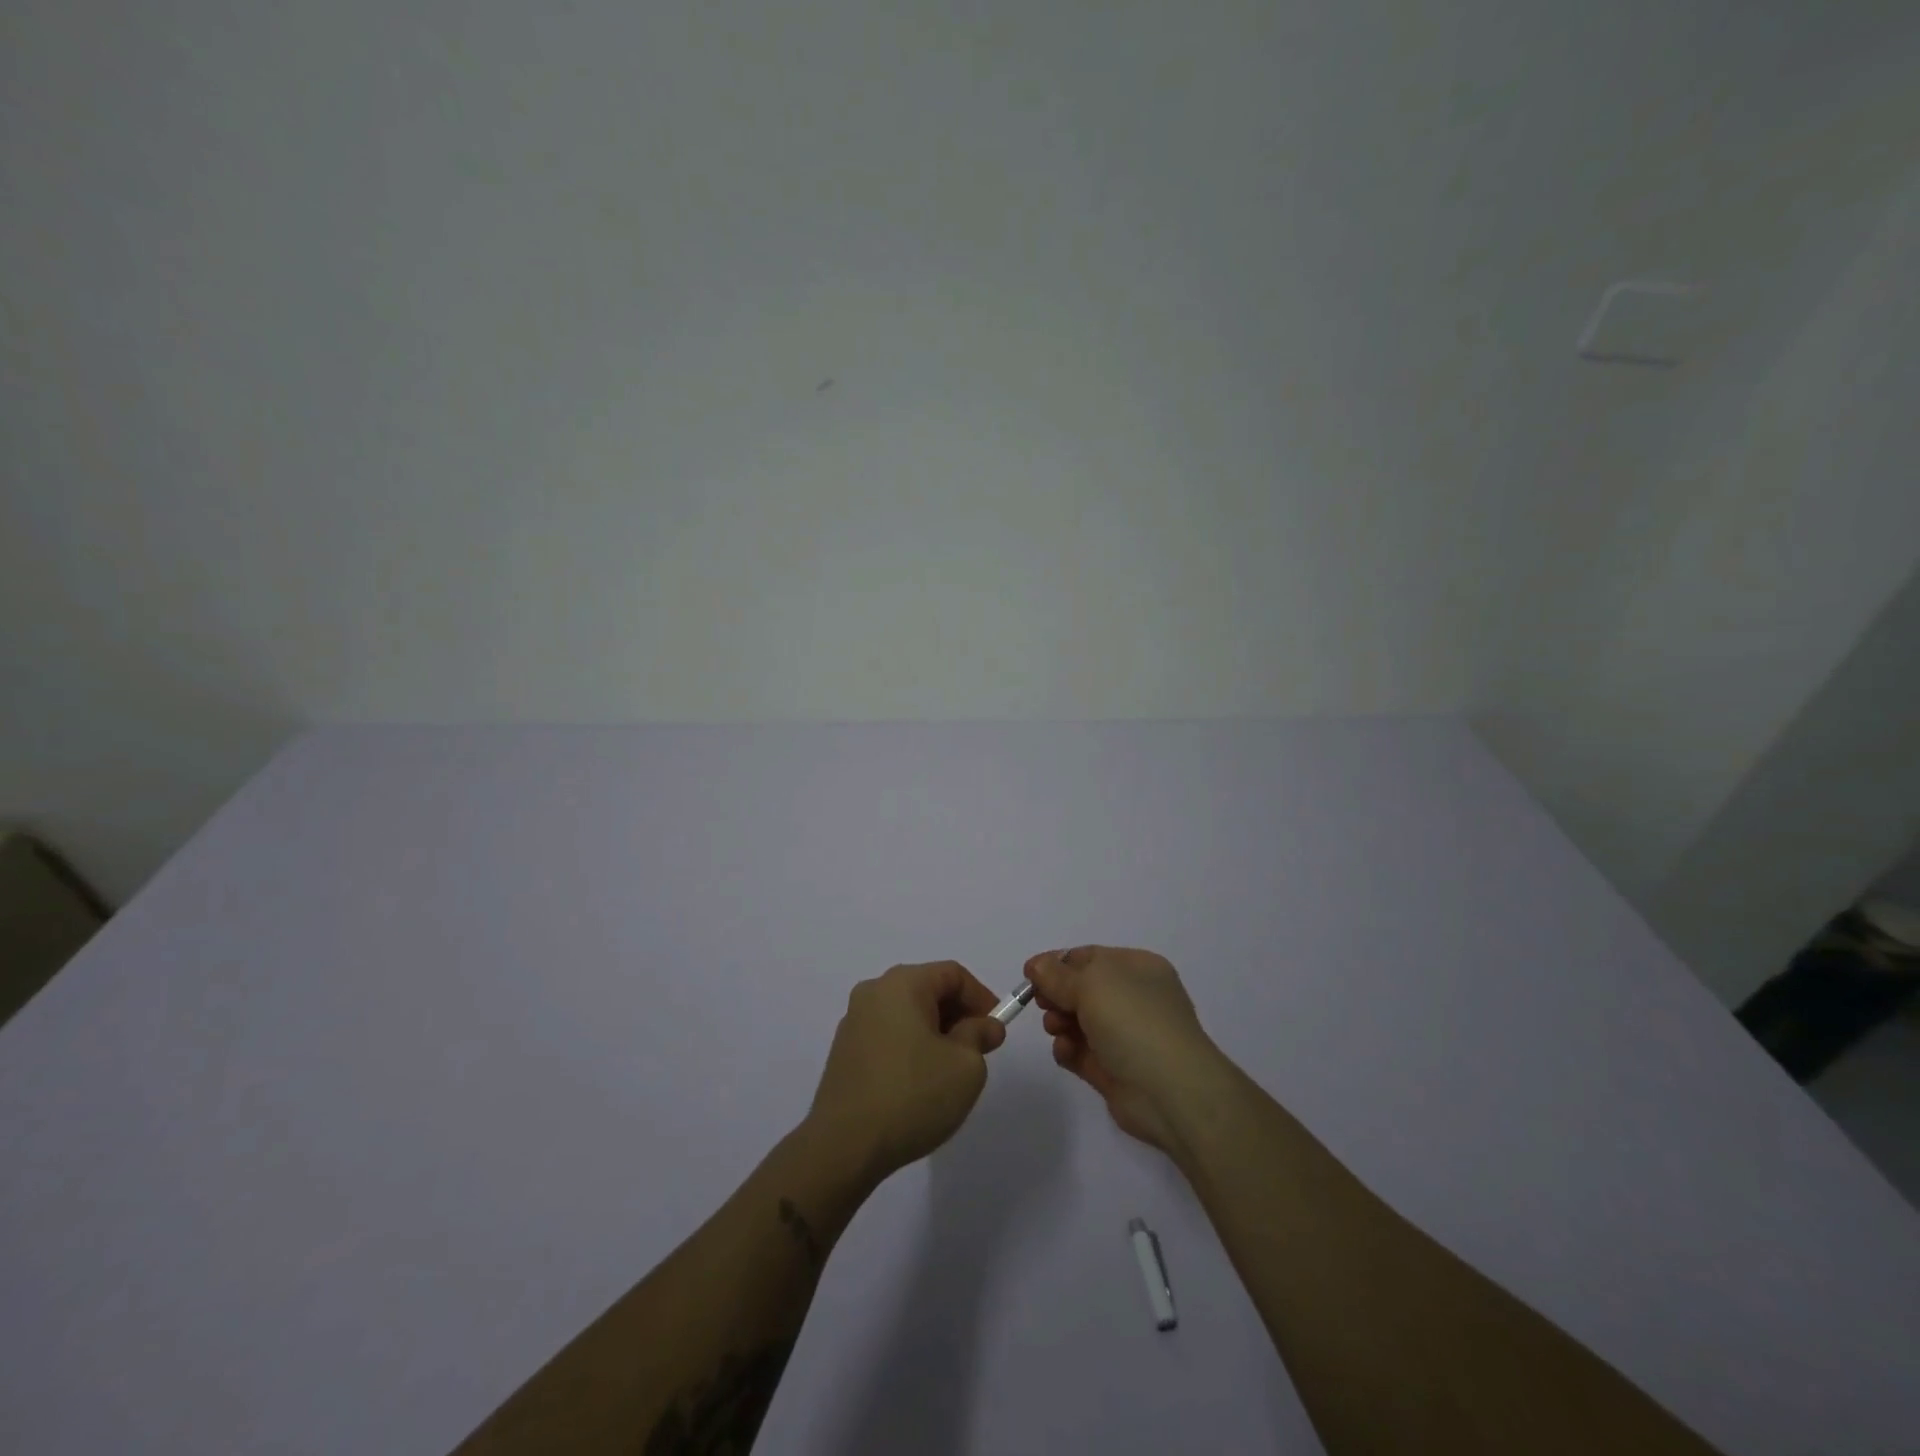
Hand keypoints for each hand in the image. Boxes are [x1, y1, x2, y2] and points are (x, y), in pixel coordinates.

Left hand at [805, 961, 1007, 1181]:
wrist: (843, 1146)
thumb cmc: (912, 1095)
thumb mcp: (965, 1066)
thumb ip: (979, 1036)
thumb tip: (984, 1026)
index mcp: (902, 984)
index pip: (952, 974)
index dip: (981, 997)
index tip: (996, 1030)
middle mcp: (873, 992)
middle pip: (927, 989)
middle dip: (958, 1015)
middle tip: (979, 1050)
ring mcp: (854, 1022)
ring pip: (907, 1014)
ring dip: (935, 1033)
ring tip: (951, 1070)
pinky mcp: (844, 1052)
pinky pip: (888, 1036)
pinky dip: (910, 1047)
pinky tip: (919, 1083)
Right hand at [1025, 946, 1222, 1153]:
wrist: (1171, 1091)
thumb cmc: (1134, 1021)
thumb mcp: (1092, 984)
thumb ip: (1058, 975)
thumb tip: (1036, 966)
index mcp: (1137, 968)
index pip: (1090, 957)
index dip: (1057, 963)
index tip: (1029, 974)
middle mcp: (1134, 998)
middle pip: (1081, 989)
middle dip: (1057, 994)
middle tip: (1041, 1003)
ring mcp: (1125, 1036)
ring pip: (1079, 1021)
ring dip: (1060, 1022)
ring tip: (1055, 1029)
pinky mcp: (1114, 1070)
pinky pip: (1082, 1052)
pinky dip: (1068, 1050)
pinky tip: (1065, 1051)